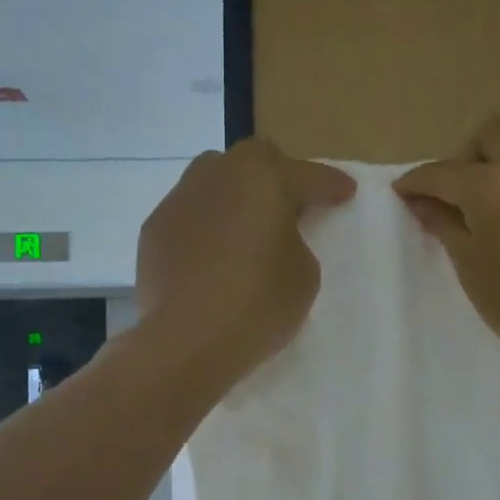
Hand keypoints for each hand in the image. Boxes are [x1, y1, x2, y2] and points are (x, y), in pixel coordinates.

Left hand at [137, 139, 355, 388]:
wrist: (187, 340)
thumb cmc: (258, 306)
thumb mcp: (303, 277)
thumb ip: (294, 244)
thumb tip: (272, 240)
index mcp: (264, 181)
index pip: (307, 176)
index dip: (330, 185)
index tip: (345, 192)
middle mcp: (218, 176)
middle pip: (253, 159)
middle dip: (277, 174)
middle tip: (290, 204)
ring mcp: (179, 200)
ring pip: (212, 178)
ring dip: (234, 194)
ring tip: (244, 226)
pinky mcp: (154, 229)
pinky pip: (188, 214)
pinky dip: (205, 225)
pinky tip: (209, 256)